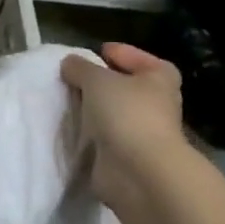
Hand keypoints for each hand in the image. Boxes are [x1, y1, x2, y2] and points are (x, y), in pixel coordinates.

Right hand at [60, 42, 190, 211]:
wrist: (138, 170)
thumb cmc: (125, 113)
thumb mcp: (96, 79)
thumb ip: (79, 67)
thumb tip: (70, 63)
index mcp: (159, 76)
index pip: (132, 55)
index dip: (110, 53)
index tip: (85, 56)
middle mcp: (156, 100)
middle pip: (122, 83)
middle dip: (97, 82)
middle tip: (69, 79)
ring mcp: (143, 128)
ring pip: (112, 110)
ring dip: (92, 107)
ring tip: (65, 101)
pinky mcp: (128, 152)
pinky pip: (104, 133)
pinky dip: (90, 131)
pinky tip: (71, 126)